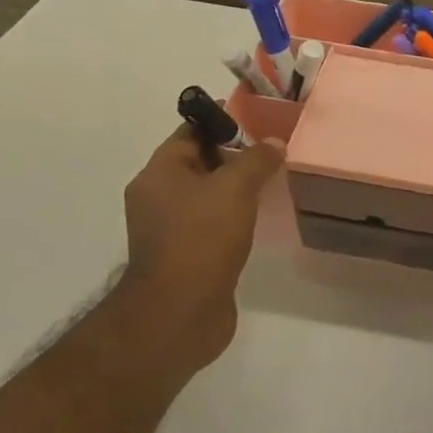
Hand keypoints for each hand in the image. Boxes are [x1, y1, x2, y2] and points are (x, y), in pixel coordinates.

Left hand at [112, 121, 282, 382]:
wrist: (180, 314)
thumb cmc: (201, 239)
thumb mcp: (234, 188)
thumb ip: (256, 160)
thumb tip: (274, 142)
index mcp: (158, 175)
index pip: (190, 133)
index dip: (223, 121)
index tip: (259, 118)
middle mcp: (158, 198)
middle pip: (200, 163)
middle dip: (235, 155)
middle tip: (274, 149)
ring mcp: (171, 230)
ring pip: (208, 195)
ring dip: (237, 188)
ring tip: (274, 180)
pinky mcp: (187, 256)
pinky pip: (213, 223)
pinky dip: (235, 216)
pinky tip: (261, 217)